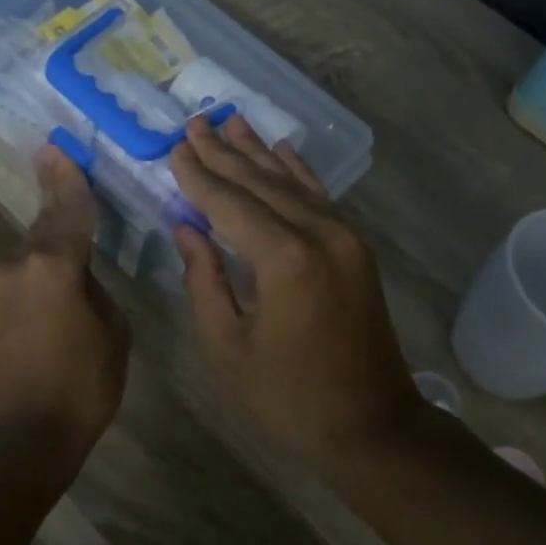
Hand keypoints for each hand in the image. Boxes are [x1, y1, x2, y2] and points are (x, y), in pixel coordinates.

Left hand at [0, 146, 129, 489]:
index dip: (67, 178)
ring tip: (78, 253)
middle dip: (57, 204)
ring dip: (53, 250)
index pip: (67, 209)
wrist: (19, 440)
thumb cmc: (80, 387)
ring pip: (33, 255)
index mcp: (54, 265)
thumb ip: (98, 293)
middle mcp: (19, 266)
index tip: (56, 146)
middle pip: (45, 226)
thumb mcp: (113, 335)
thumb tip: (82, 281)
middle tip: (66, 175)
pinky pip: (24, 280)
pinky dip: (42, 277)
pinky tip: (59, 291)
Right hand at [169, 115, 423, 455]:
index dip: (198, 176)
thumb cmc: (288, 396)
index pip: (229, 203)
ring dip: (258, 152)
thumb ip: (204, 280)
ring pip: (292, 183)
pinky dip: (298, 172)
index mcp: (284, 260)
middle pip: (261, 183)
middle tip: (195, 122)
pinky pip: (321, 199)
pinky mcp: (356, 249)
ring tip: (230, 121)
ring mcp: (345, 238)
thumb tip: (187, 228)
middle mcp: (319, 234)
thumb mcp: (228, 347)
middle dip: (224, 153)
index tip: (175, 147)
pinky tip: (281, 150)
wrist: (371, 423)